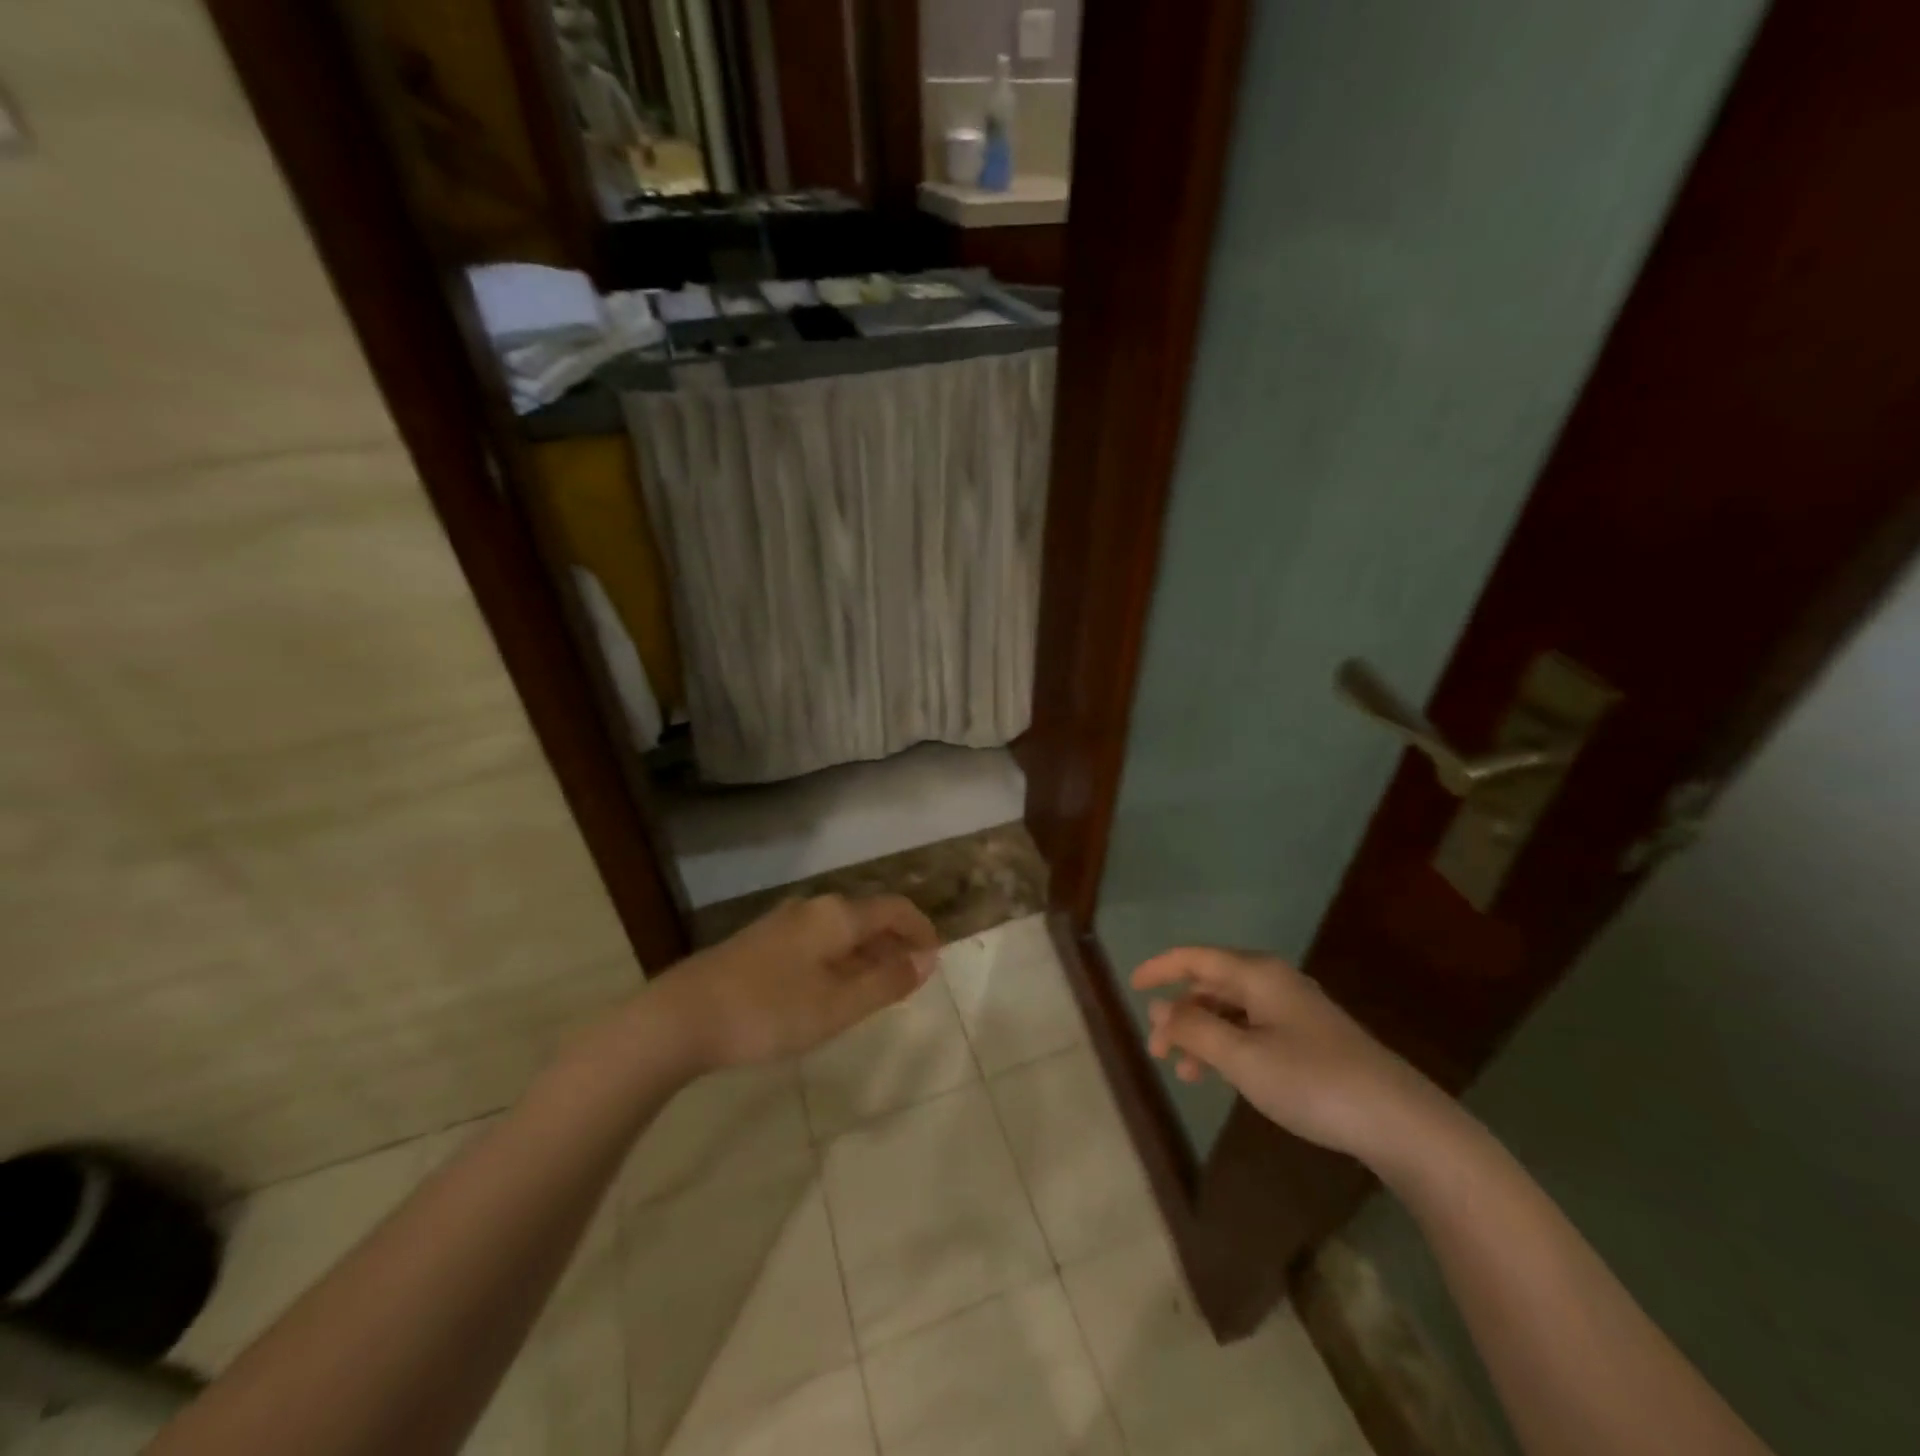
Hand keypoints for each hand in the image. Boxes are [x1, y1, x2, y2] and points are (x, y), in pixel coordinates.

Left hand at [654, 894, 939, 1071]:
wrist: (682, 1016)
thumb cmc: (769, 1012)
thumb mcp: (837, 1006)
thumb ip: (886, 982)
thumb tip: (927, 960)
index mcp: (837, 915)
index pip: (895, 909)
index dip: (921, 929)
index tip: (936, 958)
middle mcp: (813, 908)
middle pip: (868, 916)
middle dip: (895, 943)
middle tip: (910, 979)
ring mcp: (783, 922)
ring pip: (840, 930)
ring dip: (866, 953)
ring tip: (875, 988)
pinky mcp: (761, 941)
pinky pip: (817, 940)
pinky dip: (839, 958)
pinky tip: (830, 989)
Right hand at [1132, 947, 1453, 1170]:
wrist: (1399, 1121)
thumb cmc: (1312, 1081)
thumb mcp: (1242, 1058)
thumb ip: (1194, 1031)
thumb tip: (1158, 1011)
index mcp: (1257, 974)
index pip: (1194, 958)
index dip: (1159, 968)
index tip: (1131, 986)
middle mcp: (1273, 982)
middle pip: (1211, 984)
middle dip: (1179, 1013)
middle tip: (1157, 1051)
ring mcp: (1294, 1010)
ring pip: (1231, 1010)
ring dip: (1202, 1034)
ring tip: (1187, 1074)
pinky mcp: (1309, 1037)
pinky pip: (1252, 1028)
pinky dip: (1228, 1046)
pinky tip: (1224, 1076)